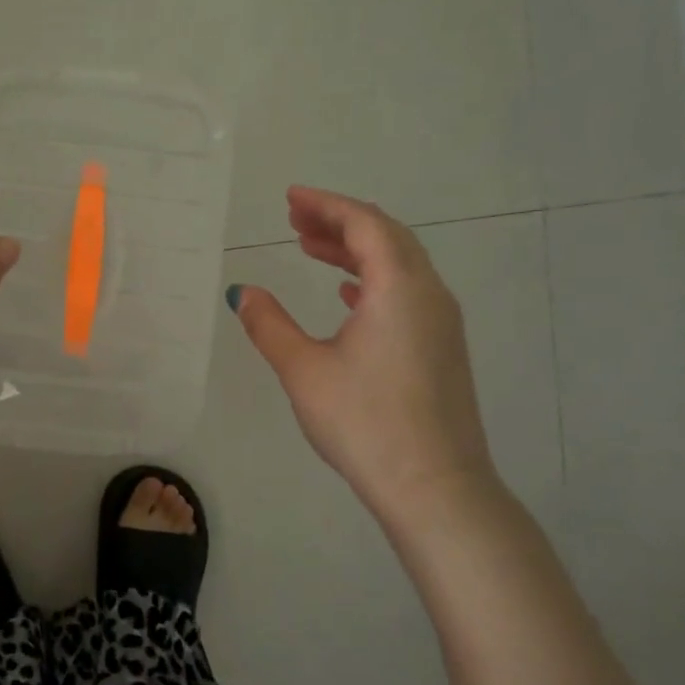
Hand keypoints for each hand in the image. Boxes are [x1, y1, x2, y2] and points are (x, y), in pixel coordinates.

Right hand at [230, 186, 496, 533]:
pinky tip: (349, 295)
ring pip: (399, 265)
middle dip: (339, 222)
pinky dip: (374, 280)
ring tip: (312, 248)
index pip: (365, 224)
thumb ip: (269, 324)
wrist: (434, 487)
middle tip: (295, 218)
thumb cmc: (364, 422)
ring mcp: (441, 322)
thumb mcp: (303, 369)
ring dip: (356, 250)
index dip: (326, 205)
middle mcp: (429, 294)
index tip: (290, 198)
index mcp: (399, 287)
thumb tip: (242, 292)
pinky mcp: (442, 348)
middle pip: (386, 236)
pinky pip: (407, 292)